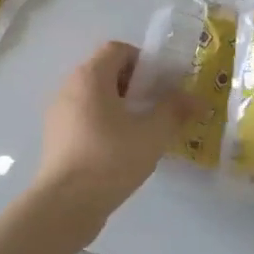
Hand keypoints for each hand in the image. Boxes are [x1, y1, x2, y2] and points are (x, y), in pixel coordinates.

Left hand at [35, 41, 198, 224]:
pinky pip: (85, 119)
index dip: (144, 60)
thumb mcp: (153, 134)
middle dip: (135, 86)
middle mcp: (69, 88)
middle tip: (157, 108)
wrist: (66, 204)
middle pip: (106, 72)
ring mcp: (58, 114)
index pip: (117, 49)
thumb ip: (175, 110)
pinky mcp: (56, 139)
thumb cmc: (111, 159)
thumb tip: (197, 100)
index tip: (162, 85)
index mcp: (90, 77)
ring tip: (143, 132)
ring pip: (95, 98)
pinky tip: (121, 151)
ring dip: (120, 107)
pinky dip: (104, 125)